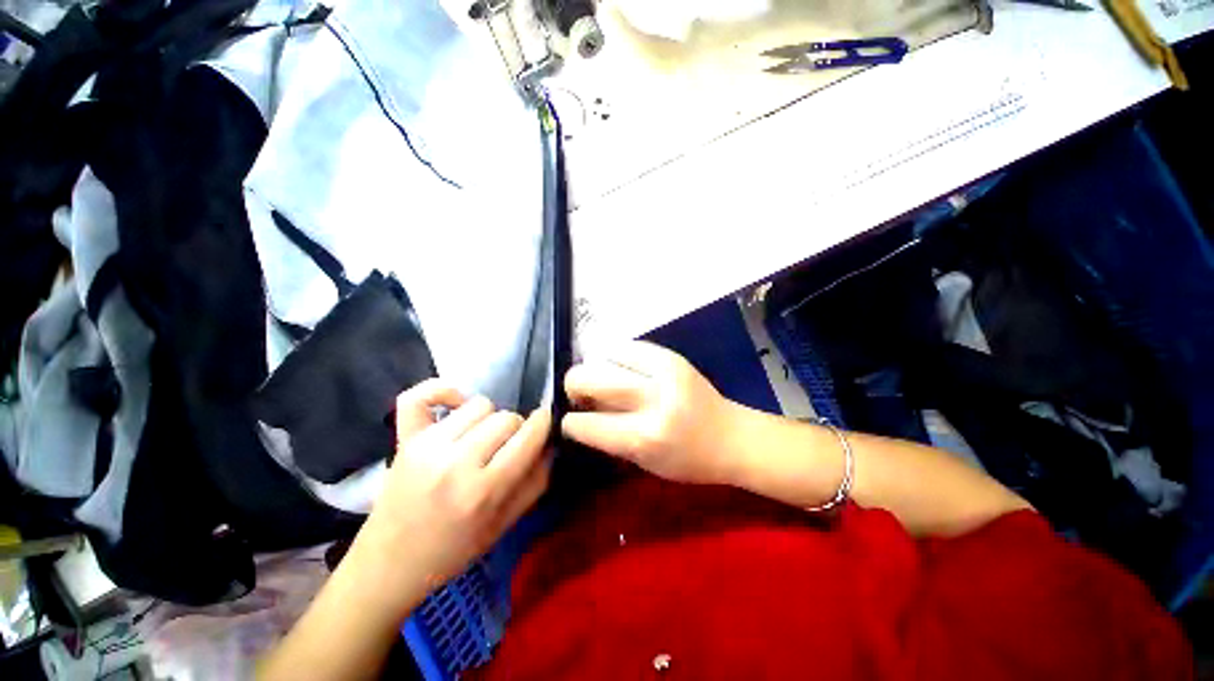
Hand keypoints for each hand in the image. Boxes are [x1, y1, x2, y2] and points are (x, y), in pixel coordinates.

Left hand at [352, 380, 550, 616]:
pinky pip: (423, 394)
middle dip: (516, 428)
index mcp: (484, 490)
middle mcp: (456, 463)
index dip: (544, 423)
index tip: (544, 424)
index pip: (528, 435)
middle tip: (506, 447)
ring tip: (480, 438)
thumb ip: (536, 481)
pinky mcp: (404, 438)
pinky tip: (455, 406)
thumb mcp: (505, 524)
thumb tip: (550, 443)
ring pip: (479, 404)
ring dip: (488, 418)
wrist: (389, 565)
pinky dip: (444, 391)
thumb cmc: (453, 550)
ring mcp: (426, 446)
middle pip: (507, 417)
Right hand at [561, 341, 742, 484]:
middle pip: (588, 376)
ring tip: (603, 380)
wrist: (733, 436)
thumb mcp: (644, 462)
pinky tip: (620, 368)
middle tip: (581, 396)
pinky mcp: (671, 355)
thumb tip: (580, 411)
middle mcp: (652, 399)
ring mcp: (663, 371)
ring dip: (595, 368)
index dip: (571, 423)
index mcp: (644, 437)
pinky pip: (627, 346)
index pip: (585, 424)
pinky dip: (615, 356)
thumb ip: (608, 436)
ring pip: (603, 355)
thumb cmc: (688, 460)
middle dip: (574, 385)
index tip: (571, 421)